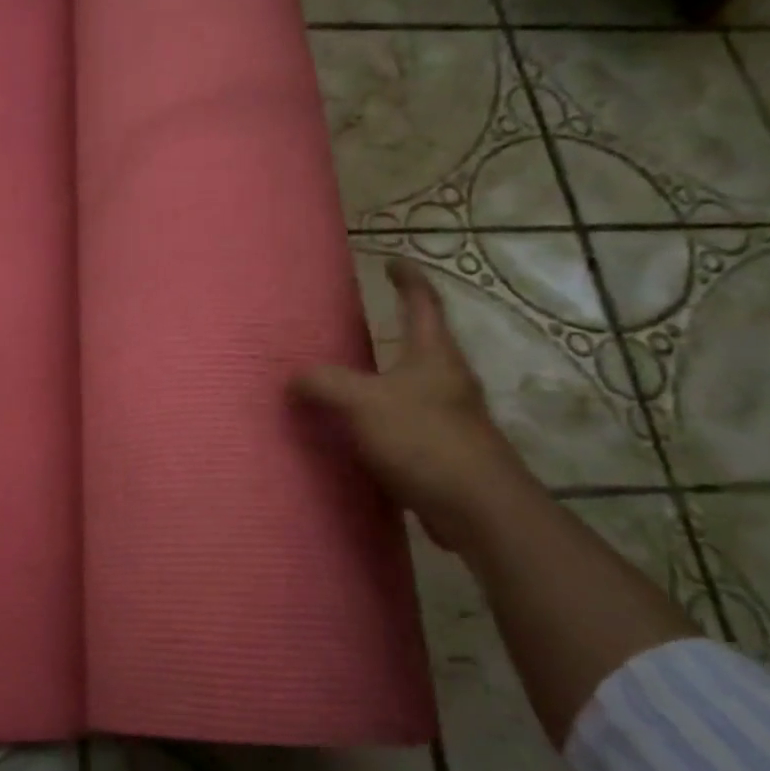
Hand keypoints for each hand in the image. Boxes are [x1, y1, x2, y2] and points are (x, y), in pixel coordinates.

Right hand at [293, 258, 526, 548]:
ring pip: (414, 385)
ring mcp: (451, 416)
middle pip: (423, 343)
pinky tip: (360, 432)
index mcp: (434, 354)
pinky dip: (384, 418)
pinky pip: (408, 422)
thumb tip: (292, 377)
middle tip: (357, 325)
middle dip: (395, 329)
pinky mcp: (446, 451)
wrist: (478, 508)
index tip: (391, 262)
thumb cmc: (423, 439)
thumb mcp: (363, 403)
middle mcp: (448, 379)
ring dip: (386, 377)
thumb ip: (325, 384)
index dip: (408, 278)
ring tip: (350, 378)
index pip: (422, 302)